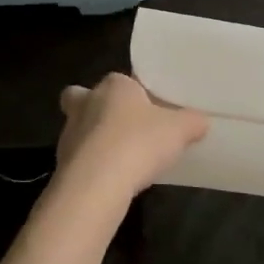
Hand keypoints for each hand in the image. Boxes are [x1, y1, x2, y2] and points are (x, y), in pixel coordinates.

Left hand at [54, 74, 207, 200]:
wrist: (97, 184)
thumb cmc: (139, 143)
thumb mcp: (180, 130)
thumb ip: (193, 122)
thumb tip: (200, 122)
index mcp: (113, 86)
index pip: (119, 79)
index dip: (132, 92)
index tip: (148, 107)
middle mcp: (85, 103)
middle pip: (82, 97)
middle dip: (95, 107)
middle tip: (120, 125)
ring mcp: (69, 134)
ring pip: (78, 128)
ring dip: (94, 140)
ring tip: (121, 158)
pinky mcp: (63, 163)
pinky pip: (79, 158)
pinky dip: (92, 166)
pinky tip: (112, 179)